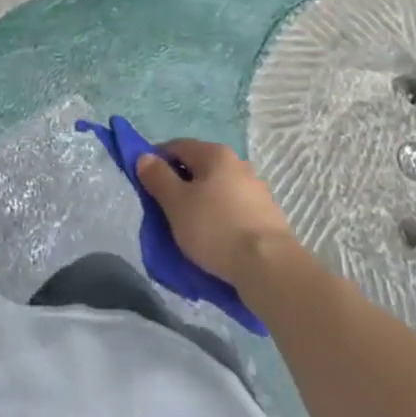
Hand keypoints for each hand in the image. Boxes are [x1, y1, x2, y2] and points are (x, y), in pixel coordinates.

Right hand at [136, 139, 300, 285]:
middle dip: (181, 185)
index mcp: (215, 154)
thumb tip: (145, 157)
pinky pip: (234, 211)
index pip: (177, 147)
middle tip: (168, 211)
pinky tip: (218, 241)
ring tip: (193, 231)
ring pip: (218, 190)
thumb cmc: (216, 230)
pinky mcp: (269, 217)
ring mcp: (257, 190)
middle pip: (199, 168)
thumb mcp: (176, 204)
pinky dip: (222, 220)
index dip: (158, 162)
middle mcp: (238, 164)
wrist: (270, 269)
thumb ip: (158, 178)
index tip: (148, 186)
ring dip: (203, 204)